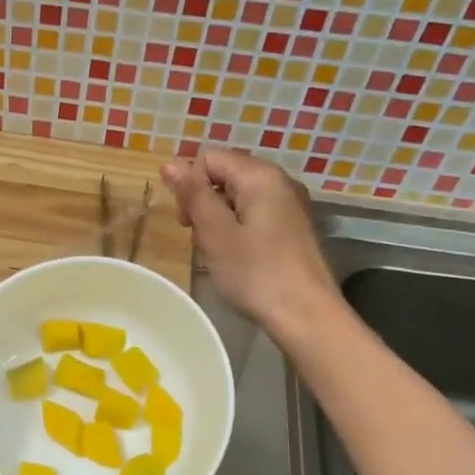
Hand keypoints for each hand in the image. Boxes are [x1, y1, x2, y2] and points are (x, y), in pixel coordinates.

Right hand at [160, 149, 338, 331]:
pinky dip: (238, 229)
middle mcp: (279, 181)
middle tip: (202, 240)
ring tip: (220, 252)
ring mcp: (290, 205)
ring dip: (219, 219)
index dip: (189, 186)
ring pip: (239, 197)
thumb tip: (169, 164)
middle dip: (204, 202)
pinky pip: (255, 214)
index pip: (209, 159)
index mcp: (260, 176)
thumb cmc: (255, 273)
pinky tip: (239, 257)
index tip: (187, 223)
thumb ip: (193, 195)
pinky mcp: (293, 227)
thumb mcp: (216, 233)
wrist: (306, 315)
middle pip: (225, 175)